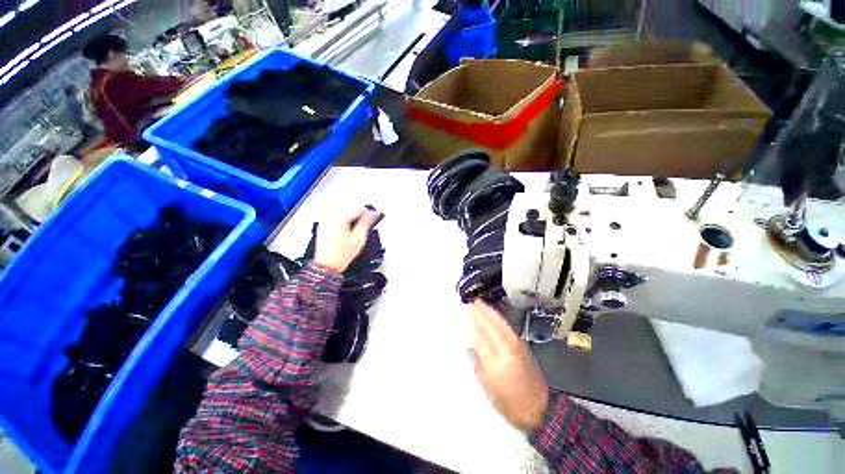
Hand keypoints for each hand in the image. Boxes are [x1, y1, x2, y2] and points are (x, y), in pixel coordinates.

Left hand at [314, 208, 379, 272]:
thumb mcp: (359, 239)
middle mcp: (331, 216)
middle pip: (350, 209)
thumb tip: (373, 214)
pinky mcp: (323, 225)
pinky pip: (337, 217)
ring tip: (356, 230)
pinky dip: (344, 221)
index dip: (368, 214)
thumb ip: (366, 223)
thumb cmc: (342, 254)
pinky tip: (347, 231)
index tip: (374, 218)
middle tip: (365, 226)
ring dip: (352, 218)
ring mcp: (325, 220)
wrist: (327, 266)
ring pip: (344, 212)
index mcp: (340, 218)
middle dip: (359, 216)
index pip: (358, 209)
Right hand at [469, 300, 548, 431]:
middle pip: (491, 328)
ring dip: (490, 312)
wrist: (538, 408)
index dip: (473, 325)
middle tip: (472, 303)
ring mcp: (517, 347)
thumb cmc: (509, 403)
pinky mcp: (523, 346)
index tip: (466, 314)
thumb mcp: (487, 388)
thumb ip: (477, 365)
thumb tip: (470, 347)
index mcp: (495, 365)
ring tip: (481, 303)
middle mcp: (506, 352)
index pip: (481, 339)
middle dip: (480, 314)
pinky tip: (495, 314)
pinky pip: (508, 328)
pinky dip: (500, 319)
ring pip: (501, 325)